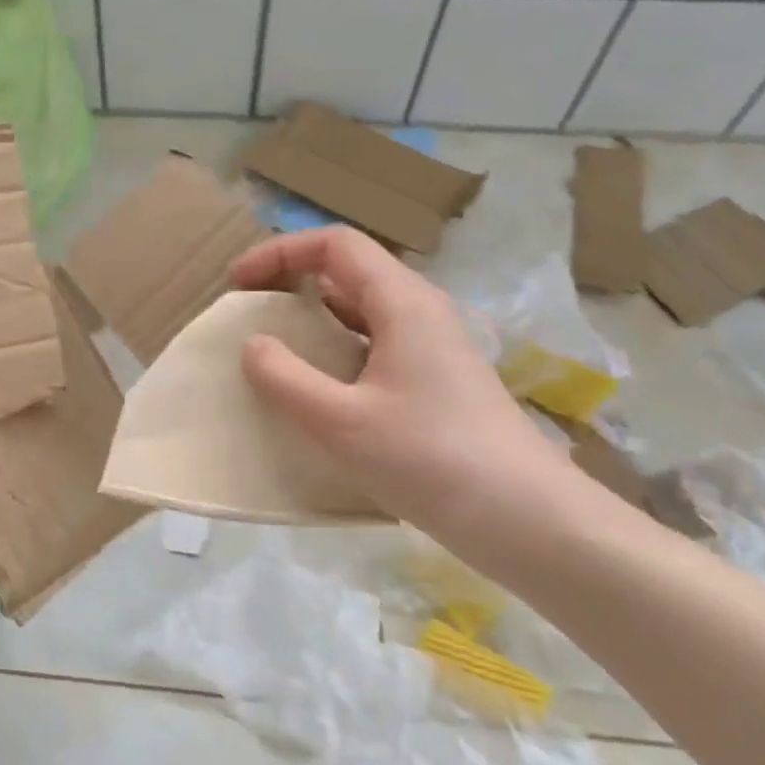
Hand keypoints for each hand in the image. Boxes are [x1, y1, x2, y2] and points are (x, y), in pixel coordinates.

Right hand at [231, 228, 586, 561]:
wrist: (526, 519)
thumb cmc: (430, 459)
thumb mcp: (340, 422)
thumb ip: (285, 378)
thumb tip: (254, 345)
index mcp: (402, 302)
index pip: (335, 245)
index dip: (280, 253)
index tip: (238, 285)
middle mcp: (420, 312)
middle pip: (349, 273)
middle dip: (292, 284)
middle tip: (250, 318)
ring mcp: (432, 348)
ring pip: (361, 313)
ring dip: (313, 323)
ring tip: (274, 356)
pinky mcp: (437, 382)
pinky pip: (375, 348)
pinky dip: (336, 354)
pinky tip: (318, 394)